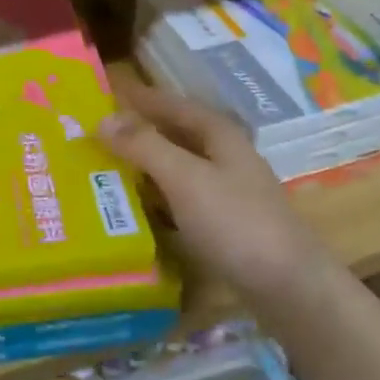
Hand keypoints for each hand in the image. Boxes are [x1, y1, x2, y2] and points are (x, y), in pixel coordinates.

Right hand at [98, 79, 327, 307]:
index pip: (170, 103)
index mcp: (219, 133)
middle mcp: (224, 154)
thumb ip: (144, 146)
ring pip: (176, 165)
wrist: (288, 285)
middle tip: (92, 133)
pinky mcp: (223, 221)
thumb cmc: (235, 222)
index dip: (138, 98)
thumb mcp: (185, 178)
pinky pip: (180, 196)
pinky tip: (134, 205)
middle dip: (137, 130)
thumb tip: (102, 119)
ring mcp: (226, 189)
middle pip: (174, 133)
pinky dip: (156, 195)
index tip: (101, 94)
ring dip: (144, 164)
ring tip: (102, 165)